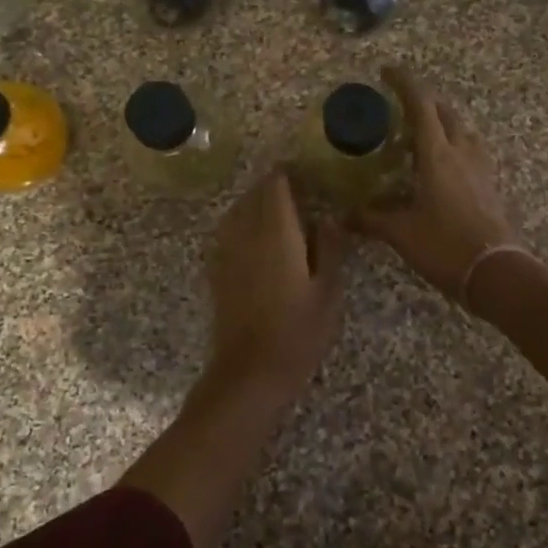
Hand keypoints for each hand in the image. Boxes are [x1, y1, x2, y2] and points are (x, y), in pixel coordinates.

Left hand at [207, 168, 349, 397]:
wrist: (250, 372)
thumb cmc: (298, 332)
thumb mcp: (328, 290)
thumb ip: (329, 247)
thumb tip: (329, 216)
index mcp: (276, 231)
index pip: (276, 184)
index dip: (290, 175)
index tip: (309, 175)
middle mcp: (246, 232)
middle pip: (255, 194)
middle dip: (274, 187)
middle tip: (301, 193)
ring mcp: (227, 250)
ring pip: (238, 210)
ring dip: (257, 204)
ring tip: (282, 213)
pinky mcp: (218, 269)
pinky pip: (229, 231)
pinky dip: (244, 225)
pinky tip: (261, 240)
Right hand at [355, 66, 521, 301]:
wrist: (497, 273)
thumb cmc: (445, 245)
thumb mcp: (401, 232)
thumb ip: (371, 218)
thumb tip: (344, 214)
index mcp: (437, 154)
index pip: (420, 105)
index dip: (404, 83)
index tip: (387, 71)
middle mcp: (462, 152)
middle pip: (445, 113)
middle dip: (423, 102)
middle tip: (400, 108)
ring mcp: (481, 168)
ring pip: (462, 131)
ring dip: (442, 124)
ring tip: (421, 135)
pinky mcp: (490, 185)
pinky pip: (471, 152)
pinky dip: (454, 146)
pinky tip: (442, 166)